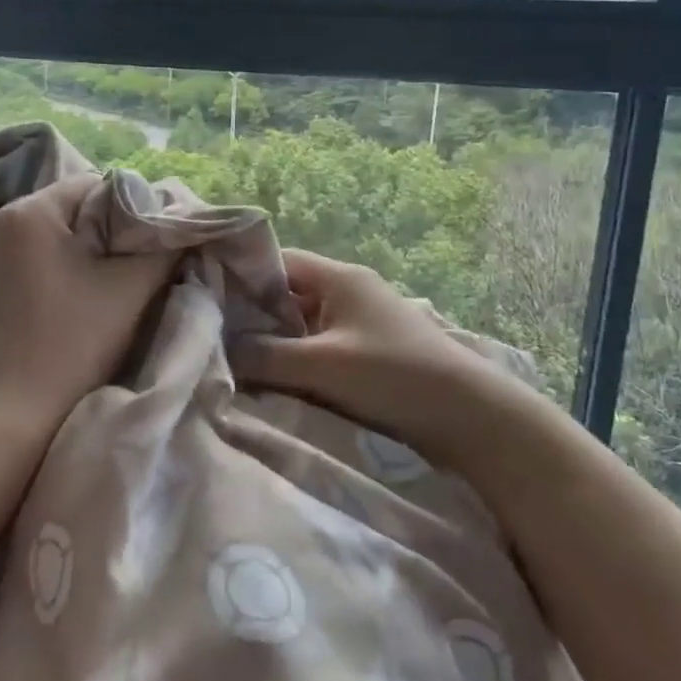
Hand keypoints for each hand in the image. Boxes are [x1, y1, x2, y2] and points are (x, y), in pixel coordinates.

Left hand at [0, 174, 176, 436]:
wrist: (12, 415)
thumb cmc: (74, 344)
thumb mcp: (130, 290)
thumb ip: (160, 247)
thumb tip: (176, 225)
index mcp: (27, 213)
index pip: (88, 187)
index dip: (122, 212)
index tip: (136, 250)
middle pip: (58, 213)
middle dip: (89, 236)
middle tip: (112, 276)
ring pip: (30, 242)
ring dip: (56, 258)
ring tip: (76, 297)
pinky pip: (4, 269)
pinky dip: (27, 280)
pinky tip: (40, 314)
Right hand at [230, 248, 524, 464]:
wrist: (473, 418)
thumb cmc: (393, 376)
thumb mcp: (322, 365)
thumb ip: (265, 355)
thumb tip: (218, 349)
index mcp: (340, 277)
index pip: (277, 261)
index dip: (241, 275)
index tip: (207, 298)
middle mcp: (350, 292)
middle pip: (287, 294)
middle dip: (254, 315)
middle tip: (216, 337)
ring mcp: (362, 323)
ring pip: (303, 324)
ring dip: (277, 342)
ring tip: (239, 362)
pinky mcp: (370, 353)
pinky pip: (321, 347)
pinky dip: (299, 360)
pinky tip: (277, 381)